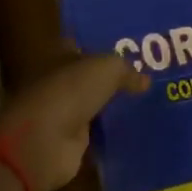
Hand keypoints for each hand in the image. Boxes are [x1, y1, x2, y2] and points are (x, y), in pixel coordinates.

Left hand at [0, 54, 148, 190]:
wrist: (44, 142)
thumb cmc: (69, 92)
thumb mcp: (105, 69)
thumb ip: (125, 70)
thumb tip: (145, 80)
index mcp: (59, 57)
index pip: (81, 47)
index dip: (102, 47)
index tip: (130, 50)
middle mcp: (59, 83)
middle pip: (88, 78)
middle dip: (111, 79)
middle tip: (146, 79)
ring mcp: (63, 114)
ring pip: (92, 105)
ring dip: (111, 107)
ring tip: (145, 105)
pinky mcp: (70, 143)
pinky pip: (95, 134)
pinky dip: (109, 134)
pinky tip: (133, 132)